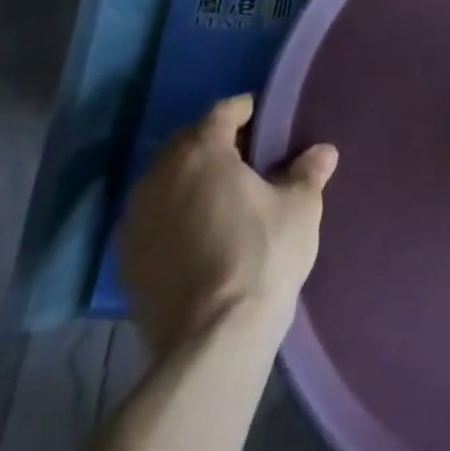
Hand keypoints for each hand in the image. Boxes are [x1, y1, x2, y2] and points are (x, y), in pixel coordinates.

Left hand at [119, 94, 338, 352]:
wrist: (212, 340)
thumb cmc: (262, 254)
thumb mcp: (301, 207)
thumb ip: (308, 172)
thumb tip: (323, 152)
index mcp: (201, 151)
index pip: (223, 112)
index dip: (247, 110)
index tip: (265, 119)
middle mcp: (159, 175)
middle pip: (189, 143)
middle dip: (216, 144)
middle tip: (249, 158)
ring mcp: (136, 219)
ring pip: (166, 181)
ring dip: (191, 180)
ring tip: (223, 197)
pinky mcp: (126, 260)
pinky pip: (154, 218)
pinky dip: (175, 215)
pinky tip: (200, 234)